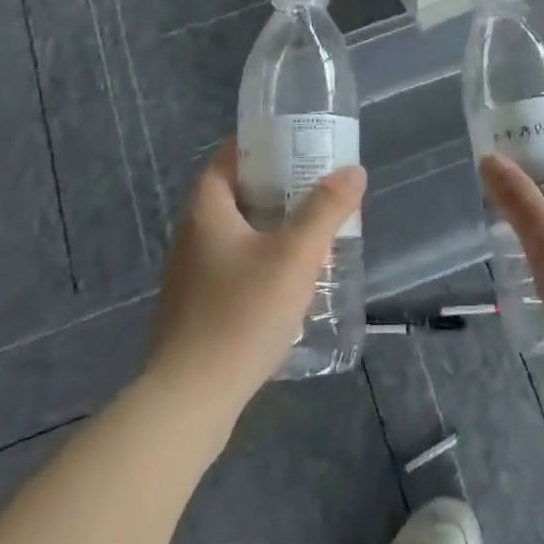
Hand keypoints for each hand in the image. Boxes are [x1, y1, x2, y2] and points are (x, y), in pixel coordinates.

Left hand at [143, 142, 366, 426]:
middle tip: (318, 188)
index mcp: (207, 211)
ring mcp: (192, 276)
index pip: (228, 158)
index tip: (297, 144)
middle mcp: (193, 236)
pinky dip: (263, 261)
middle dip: (277, 188)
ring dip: (272, 228)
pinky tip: (291, 282)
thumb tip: (353, 170)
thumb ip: (326, 209)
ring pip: (237, 234)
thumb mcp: (295, 255)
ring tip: (313, 232)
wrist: (191, 400)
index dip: (261, 146)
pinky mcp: (198, 310)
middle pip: (236, 195)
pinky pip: (235, 268)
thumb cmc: (242, 313)